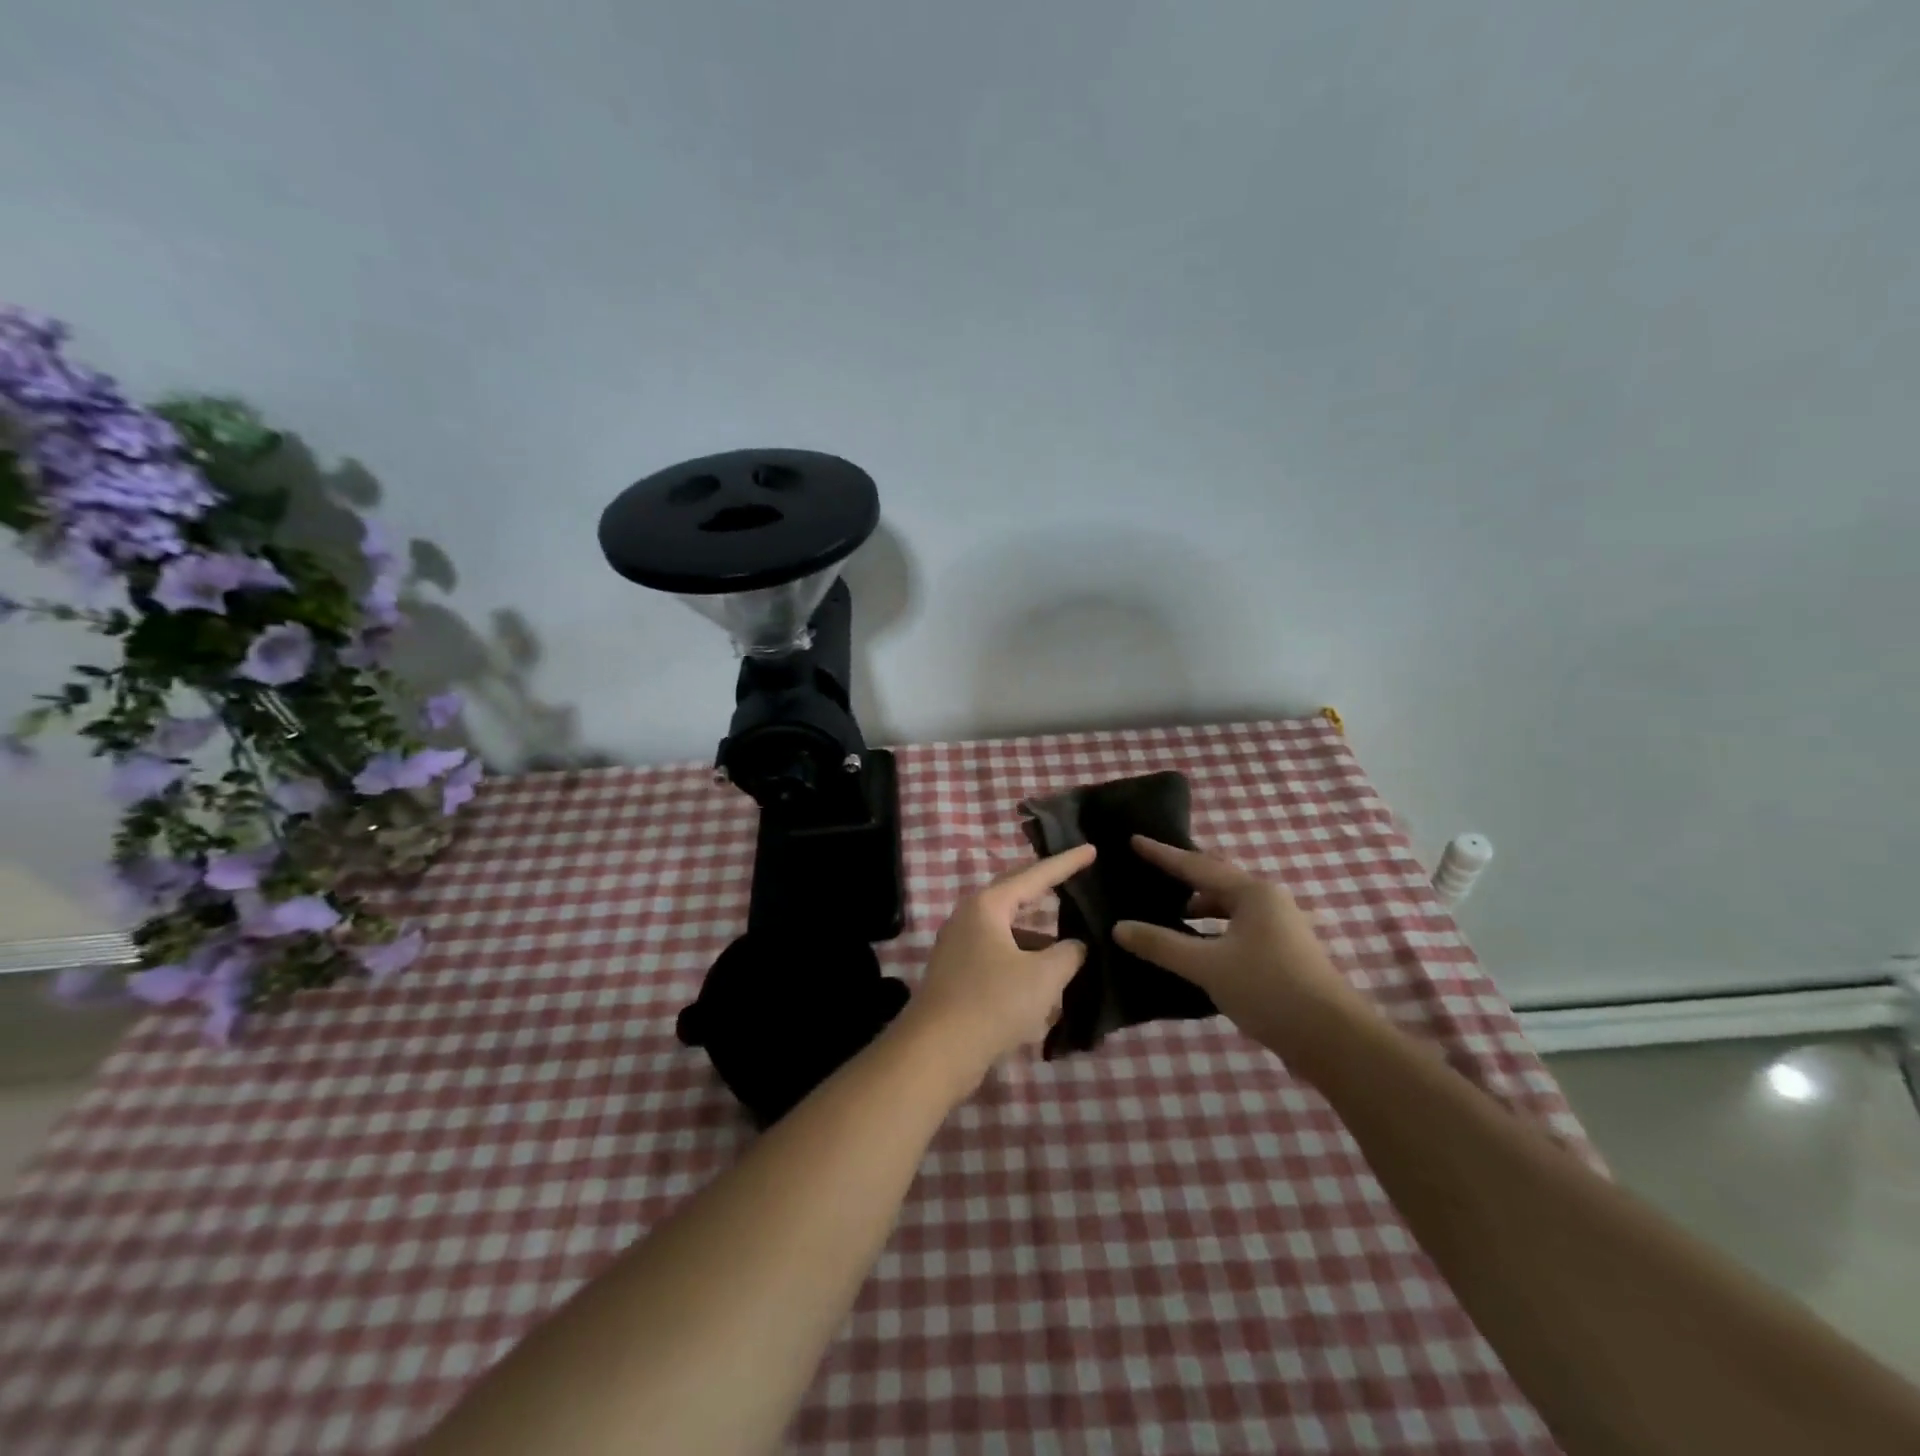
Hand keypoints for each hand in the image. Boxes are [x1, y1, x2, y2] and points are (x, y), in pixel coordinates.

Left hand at [897, 845, 1094, 1094]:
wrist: (936, 1052)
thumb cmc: (993, 1002)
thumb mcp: (1044, 977)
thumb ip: (1068, 954)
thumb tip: (1075, 946)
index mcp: (987, 906)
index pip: (1034, 875)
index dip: (1066, 863)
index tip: (1091, 850)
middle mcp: (969, 918)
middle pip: (1016, 898)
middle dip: (1047, 893)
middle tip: (1076, 881)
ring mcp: (959, 948)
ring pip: (1009, 934)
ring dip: (1039, 941)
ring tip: (1072, 950)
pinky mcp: (957, 976)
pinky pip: (999, 960)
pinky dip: (1024, 967)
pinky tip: (1046, 992)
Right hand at [1113, 836, 1363, 1046]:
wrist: (1333, 1040)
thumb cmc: (1268, 989)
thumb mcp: (1207, 966)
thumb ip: (1161, 944)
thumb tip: (1119, 927)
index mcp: (1252, 893)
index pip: (1197, 865)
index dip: (1163, 855)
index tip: (1135, 840)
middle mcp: (1268, 901)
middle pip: (1217, 880)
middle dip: (1184, 876)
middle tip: (1150, 870)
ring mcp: (1280, 928)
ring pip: (1229, 907)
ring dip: (1199, 908)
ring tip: (1167, 911)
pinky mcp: (1283, 954)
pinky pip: (1237, 928)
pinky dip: (1212, 930)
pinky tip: (1196, 946)